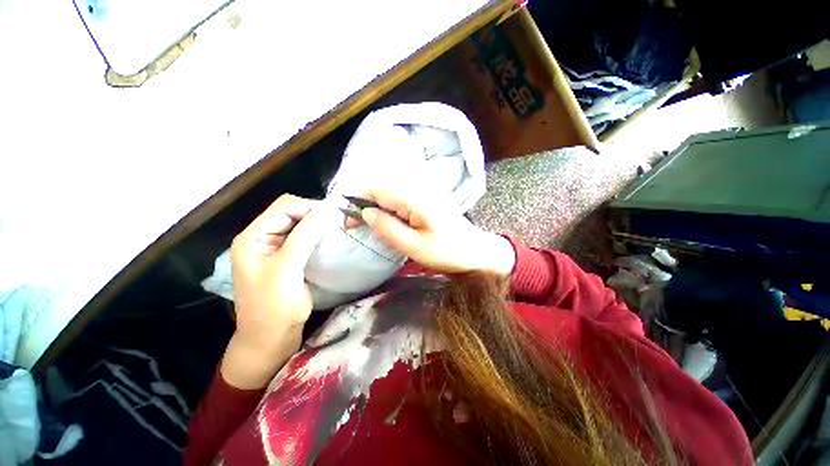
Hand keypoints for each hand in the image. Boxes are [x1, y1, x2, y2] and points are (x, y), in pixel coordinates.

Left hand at [222, 194, 333, 388]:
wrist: (271, 339)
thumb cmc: (273, 309)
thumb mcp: (286, 271)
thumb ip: (302, 238)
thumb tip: (324, 211)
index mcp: (253, 238)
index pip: (283, 208)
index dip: (309, 207)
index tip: (335, 215)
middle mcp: (263, 238)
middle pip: (291, 212)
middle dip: (314, 213)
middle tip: (338, 221)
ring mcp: (276, 248)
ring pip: (300, 224)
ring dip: (318, 224)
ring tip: (337, 227)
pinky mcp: (289, 258)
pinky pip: (305, 238)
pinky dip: (318, 235)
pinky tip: (331, 238)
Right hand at [357, 189, 515, 275]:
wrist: (474, 250)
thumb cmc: (447, 252)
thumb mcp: (414, 247)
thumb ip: (388, 228)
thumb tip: (366, 213)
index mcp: (414, 199)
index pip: (376, 189)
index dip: (357, 201)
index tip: (349, 222)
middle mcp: (417, 189)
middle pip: (381, 188)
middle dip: (364, 203)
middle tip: (356, 226)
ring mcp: (423, 192)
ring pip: (389, 192)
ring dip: (375, 206)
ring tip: (370, 226)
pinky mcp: (425, 198)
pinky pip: (399, 198)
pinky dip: (387, 208)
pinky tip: (387, 222)